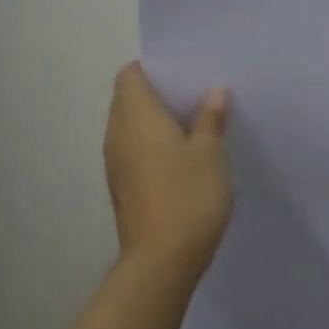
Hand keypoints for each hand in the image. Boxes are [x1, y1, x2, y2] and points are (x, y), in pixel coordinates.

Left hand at [103, 62, 232, 276]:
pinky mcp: (122, 186)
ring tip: (193, 126)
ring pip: (131, 127)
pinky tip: (182, 159)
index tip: (183, 74)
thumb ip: (210, 119)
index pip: (130, 74)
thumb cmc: (188, 196)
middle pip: (128, 98)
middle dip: (158, 94)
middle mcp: (117, 133)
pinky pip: (133, 151)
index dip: (153, 68)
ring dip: (156, 122)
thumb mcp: (210, 153)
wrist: (161, 260)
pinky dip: (152, 146)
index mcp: (136, 115)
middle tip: (195, 97)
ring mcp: (115, 162)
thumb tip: (213, 93)